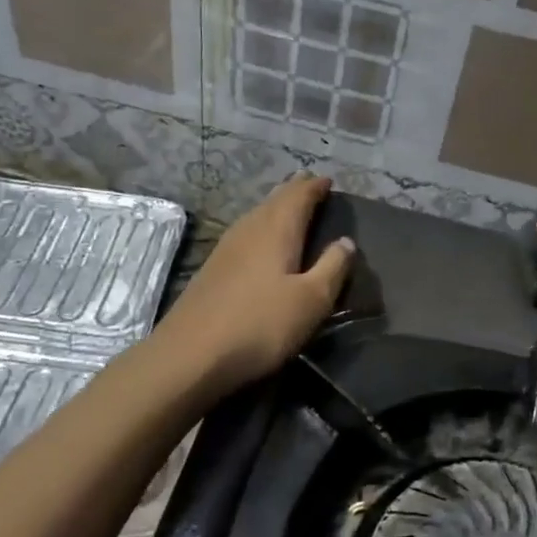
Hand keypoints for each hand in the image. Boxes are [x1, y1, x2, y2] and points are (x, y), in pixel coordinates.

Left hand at [157, 173, 354, 394]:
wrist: (191, 355)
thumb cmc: (260, 325)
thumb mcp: (312, 300)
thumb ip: (332, 267)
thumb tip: (346, 241)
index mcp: (277, 230)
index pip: (299, 196)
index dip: (315, 187)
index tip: (328, 181)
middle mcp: (250, 229)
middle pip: (274, 200)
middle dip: (294, 191)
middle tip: (310, 185)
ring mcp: (226, 248)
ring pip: (257, 215)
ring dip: (276, 207)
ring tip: (290, 206)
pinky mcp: (213, 268)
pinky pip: (245, 233)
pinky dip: (261, 226)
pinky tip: (261, 240)